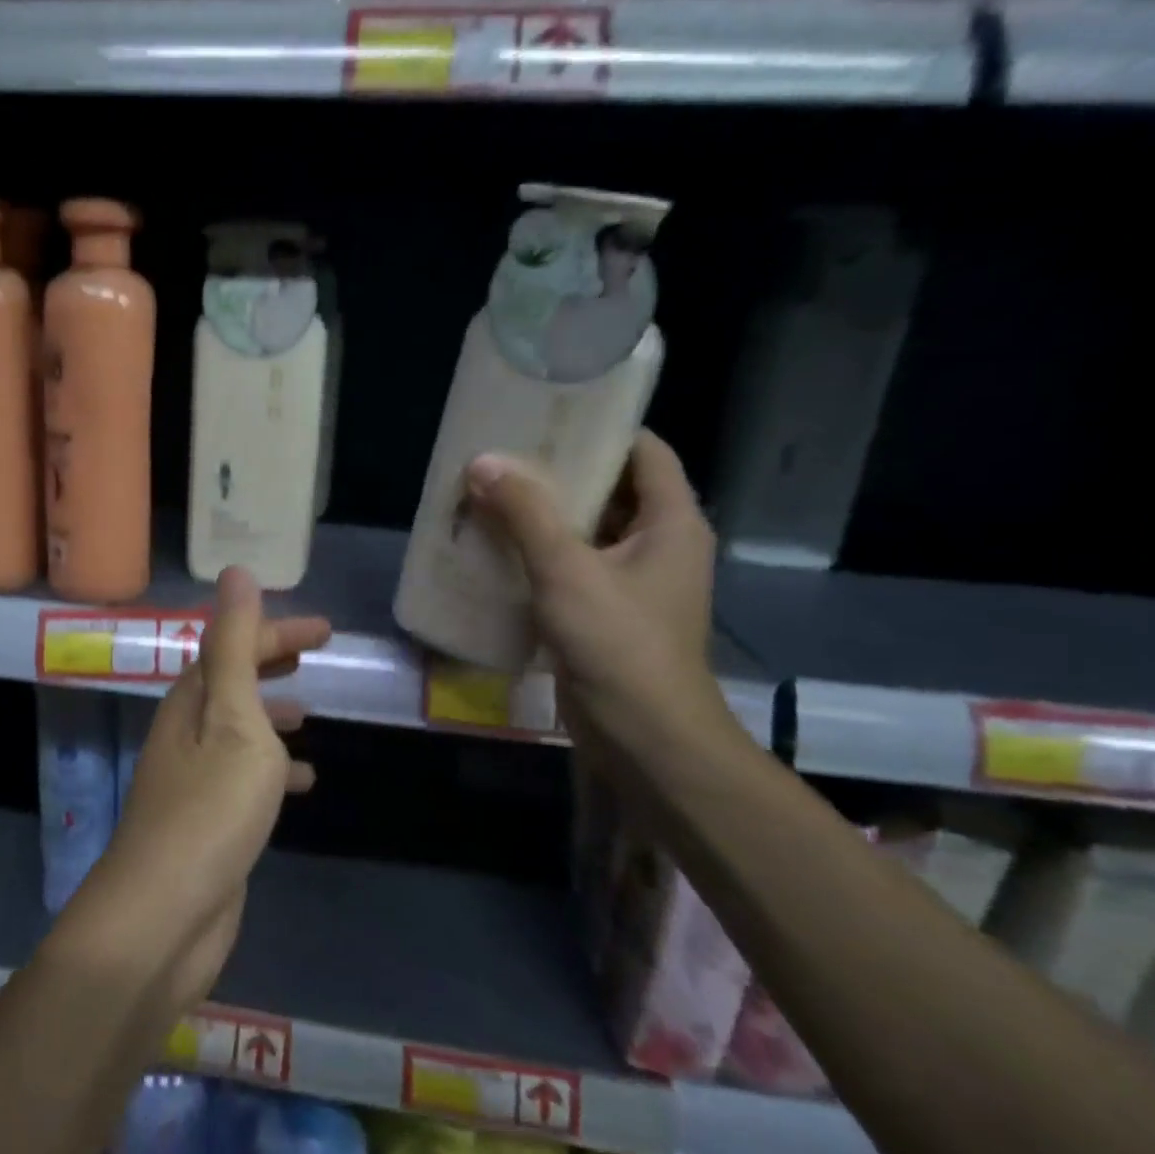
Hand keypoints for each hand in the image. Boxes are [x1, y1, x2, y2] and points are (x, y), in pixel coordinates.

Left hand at [89, 566, 329, 1011]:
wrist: (165, 915)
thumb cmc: (209, 808)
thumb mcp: (233, 717)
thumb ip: (236, 646)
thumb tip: (236, 572)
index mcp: (191, 700)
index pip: (234, 645)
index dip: (277, 629)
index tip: (326, 629)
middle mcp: (187, 730)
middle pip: (233, 679)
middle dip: (272, 659)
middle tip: (316, 652)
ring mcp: (195, 777)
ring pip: (239, 726)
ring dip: (271, 711)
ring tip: (309, 711)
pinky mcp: (209, 818)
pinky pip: (247, 774)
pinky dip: (276, 767)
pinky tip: (304, 782)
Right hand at [464, 432, 727, 752]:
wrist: (644, 738)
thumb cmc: (619, 644)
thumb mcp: (568, 570)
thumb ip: (525, 514)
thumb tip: (483, 462)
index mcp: (671, 522)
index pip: (644, 451)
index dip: (601, 427)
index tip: (548, 414)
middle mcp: (660, 544)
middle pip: (611, 489)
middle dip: (558, 472)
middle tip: (504, 455)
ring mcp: (634, 582)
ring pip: (588, 530)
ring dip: (543, 516)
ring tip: (491, 495)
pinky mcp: (609, 613)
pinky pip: (574, 567)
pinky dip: (540, 554)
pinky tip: (497, 549)